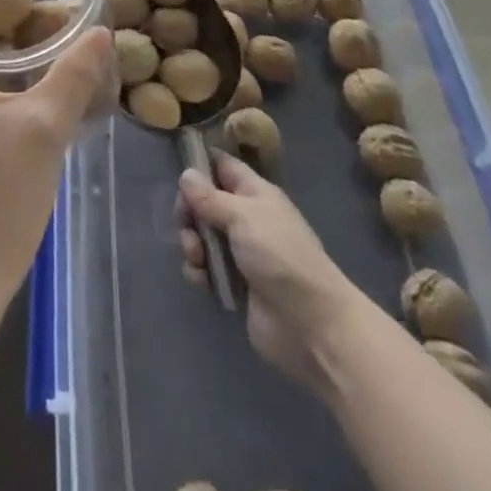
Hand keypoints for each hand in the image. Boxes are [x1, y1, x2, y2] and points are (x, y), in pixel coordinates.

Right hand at [177, 151, 353, 386]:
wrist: (312, 325)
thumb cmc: (280, 257)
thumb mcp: (243, 216)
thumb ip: (210, 197)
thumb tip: (185, 174)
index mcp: (254, 194)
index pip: (222, 166)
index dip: (200, 165)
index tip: (179, 174)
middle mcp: (246, 218)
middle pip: (205, 202)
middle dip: (189, 212)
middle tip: (186, 224)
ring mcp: (240, 253)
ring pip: (202, 236)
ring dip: (191, 244)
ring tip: (196, 258)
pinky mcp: (235, 285)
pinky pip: (206, 268)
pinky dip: (199, 271)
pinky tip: (202, 280)